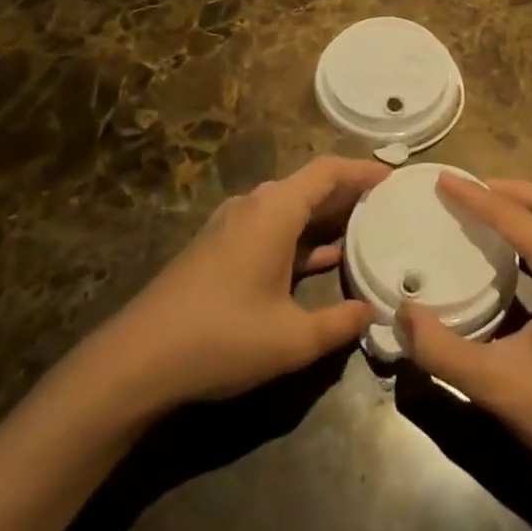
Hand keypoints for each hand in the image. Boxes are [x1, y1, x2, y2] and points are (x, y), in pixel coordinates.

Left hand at [104, 157, 388, 410]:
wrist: (136, 360)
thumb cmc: (220, 338)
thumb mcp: (291, 339)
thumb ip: (338, 324)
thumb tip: (371, 313)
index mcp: (273, 211)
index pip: (328, 171)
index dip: (364, 170)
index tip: (395, 178)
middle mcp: (253, 206)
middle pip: (310, 186)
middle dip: (350, 193)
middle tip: (390, 206)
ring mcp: (232, 226)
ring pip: (290, 208)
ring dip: (325, 217)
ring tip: (366, 230)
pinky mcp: (219, 248)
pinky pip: (272, 228)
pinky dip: (301, 236)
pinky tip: (323, 259)